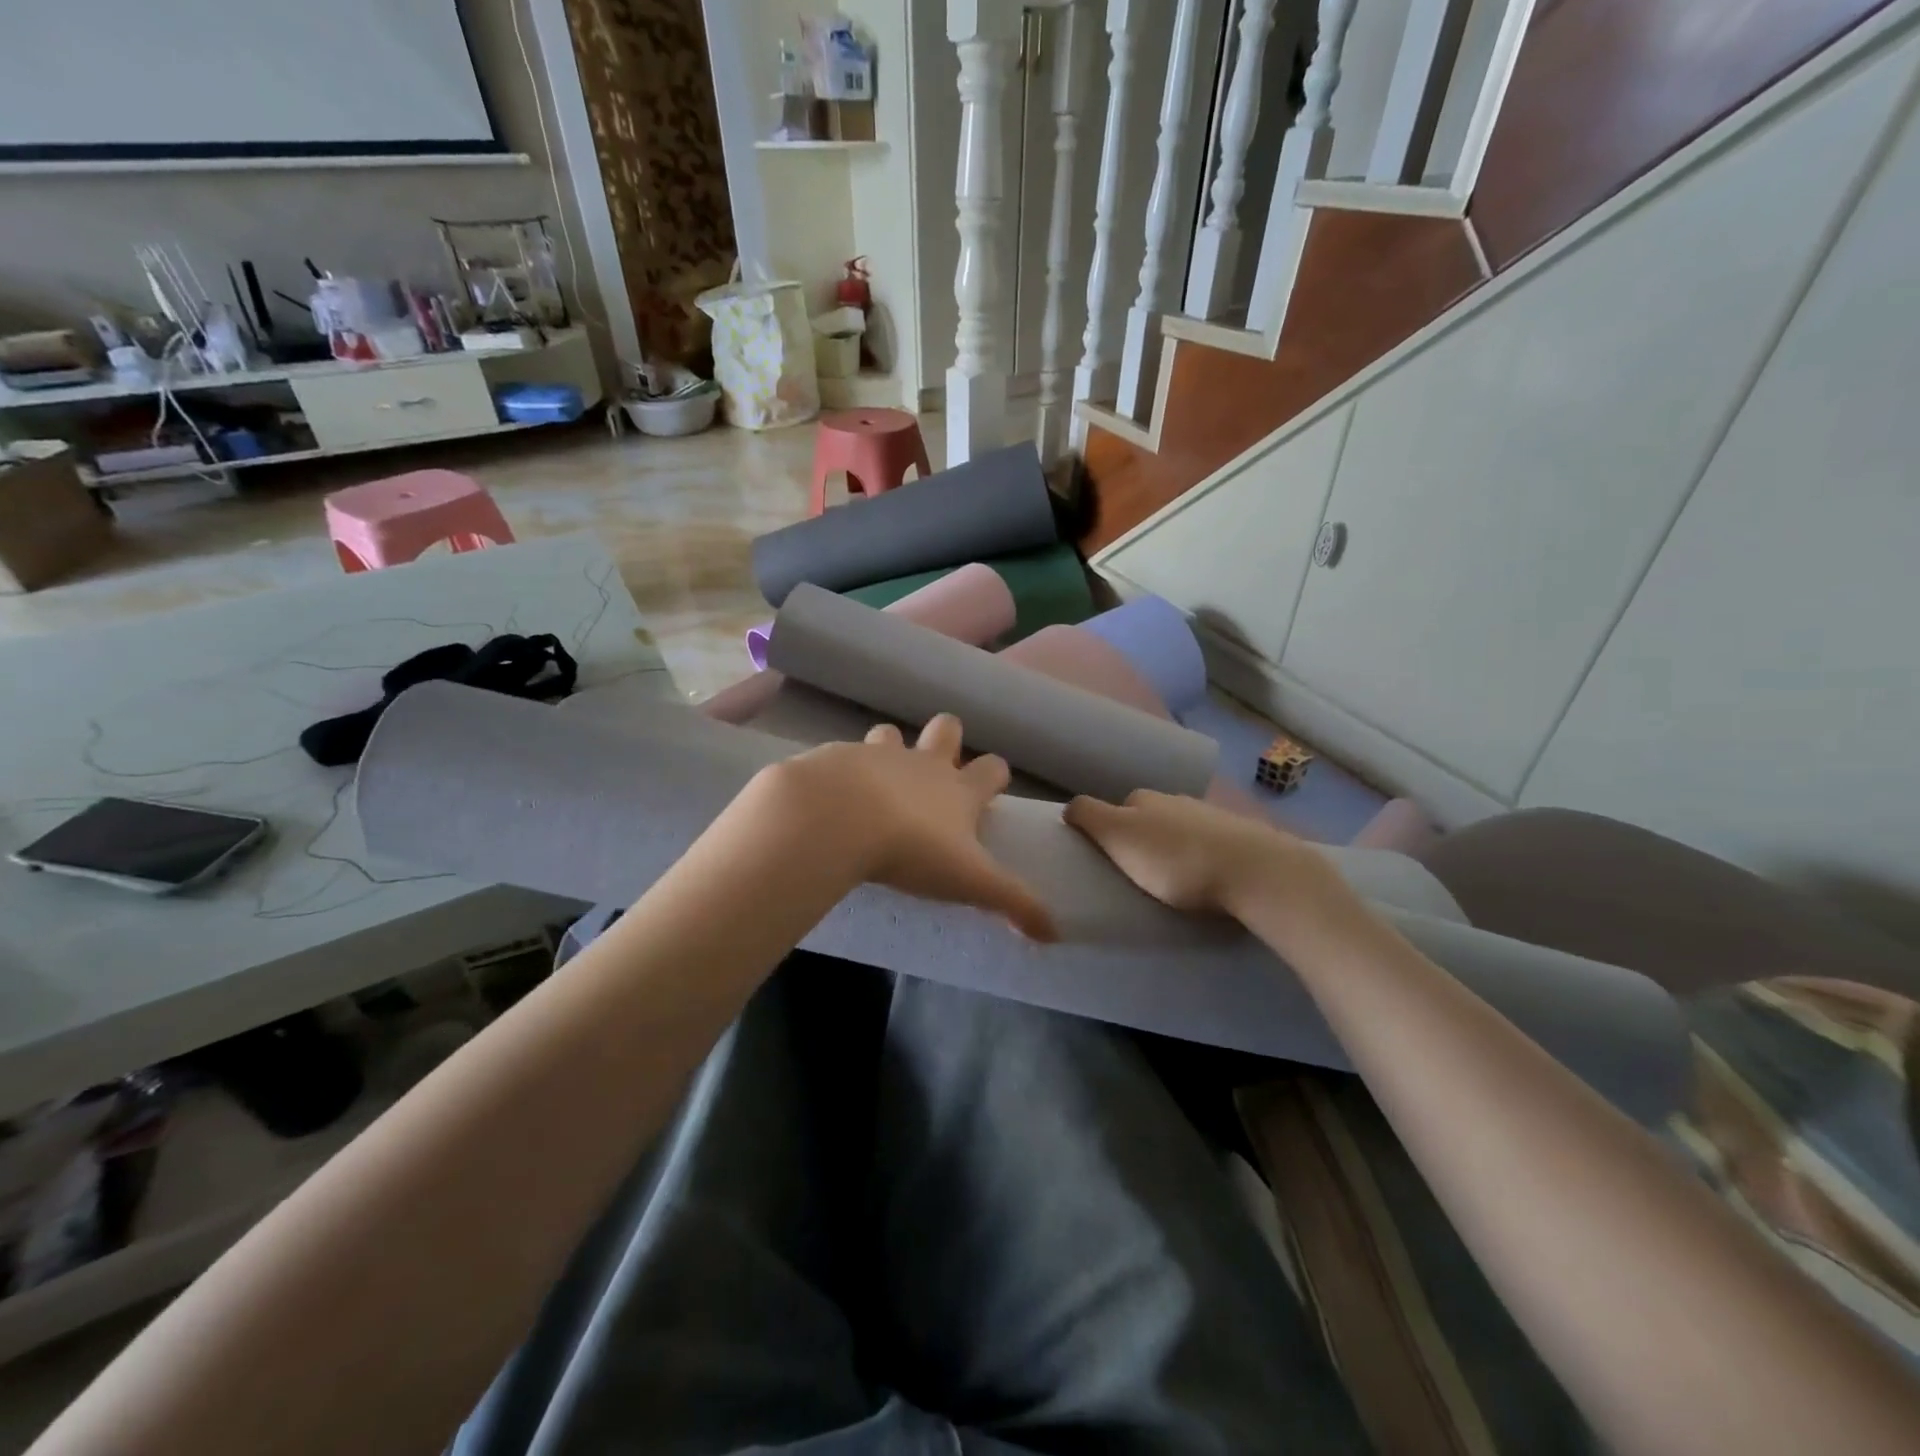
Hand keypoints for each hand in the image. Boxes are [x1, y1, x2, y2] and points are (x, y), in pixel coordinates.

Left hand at [758, 715, 1056, 940]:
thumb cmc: (913, 849)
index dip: (995, 775)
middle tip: (937, 769)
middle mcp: (922, 764)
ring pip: (890, 734)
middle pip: (947, 729)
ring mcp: (877, 756)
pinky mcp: (836, 759)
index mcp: (958, 790)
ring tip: (879, 779)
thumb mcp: (971, 881)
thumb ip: (1013, 903)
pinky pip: (842, 756)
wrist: (838, 819)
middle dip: (948, 740)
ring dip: (890, 749)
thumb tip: (1054, 933)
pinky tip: (832, 795)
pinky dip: (842, 771)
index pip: (992, 768)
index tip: (991, 789)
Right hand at [1064, 789, 1353, 925]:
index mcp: (1143, 799)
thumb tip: (1070, 806)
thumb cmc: (1176, 860)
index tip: (1107, 859)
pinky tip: (1205, 877)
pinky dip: (1201, 855)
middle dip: (1140, 838)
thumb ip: (1090, 817)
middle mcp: (1175, 799)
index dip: (1106, 831)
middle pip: (1147, 817)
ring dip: (1172, 847)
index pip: (1113, 808)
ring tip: (1172, 880)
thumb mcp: (1119, 836)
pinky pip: (1208, 843)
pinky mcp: (1240, 837)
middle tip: (1136, 873)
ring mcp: (1211, 816)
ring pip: (1179, 828)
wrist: (1255, 872)